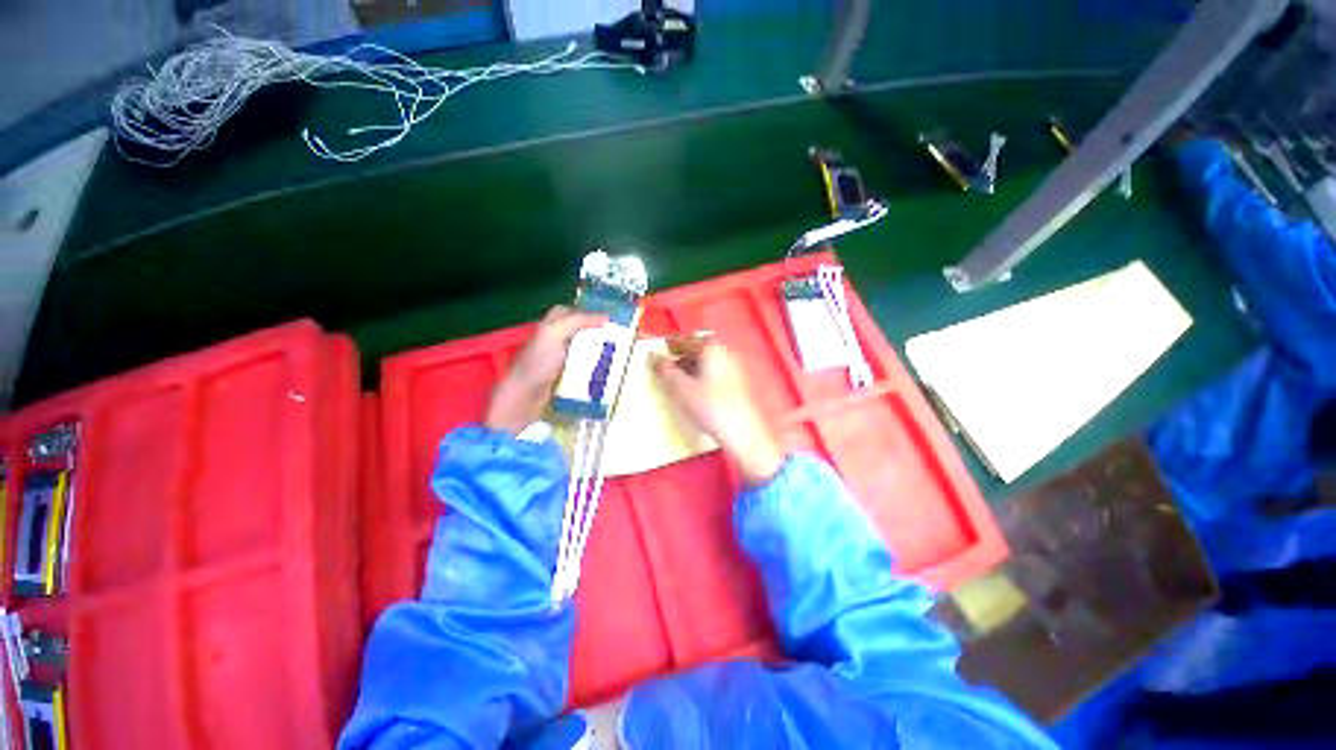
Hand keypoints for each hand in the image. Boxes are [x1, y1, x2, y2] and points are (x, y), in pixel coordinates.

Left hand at [485, 306, 604, 433]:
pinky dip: (592, 366)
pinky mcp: (563, 375)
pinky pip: (581, 366)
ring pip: (580, 348)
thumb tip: (605, 317)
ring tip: (615, 352)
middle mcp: (553, 340)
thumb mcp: (554, 334)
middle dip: (594, 332)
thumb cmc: (538, 362)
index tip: (607, 320)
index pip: (569, 313)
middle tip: (614, 336)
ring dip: (596, 350)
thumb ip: (577, 321)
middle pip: (576, 330)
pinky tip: (604, 369)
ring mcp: (557, 359)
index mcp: (548, 326)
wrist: (525, 395)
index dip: (586, 313)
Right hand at [652, 336, 786, 485]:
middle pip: (699, 350)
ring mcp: (736, 369)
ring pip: (708, 364)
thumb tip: (654, 358)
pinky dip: (703, 379)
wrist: (744, 434)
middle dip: (682, 359)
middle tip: (667, 371)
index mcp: (713, 348)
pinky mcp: (740, 385)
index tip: (659, 357)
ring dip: (692, 370)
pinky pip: (716, 375)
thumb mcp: (681, 389)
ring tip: (679, 385)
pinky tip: (697, 395)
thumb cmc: (710, 407)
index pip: (687, 340)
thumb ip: (666, 371)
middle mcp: (727, 353)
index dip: (671, 347)